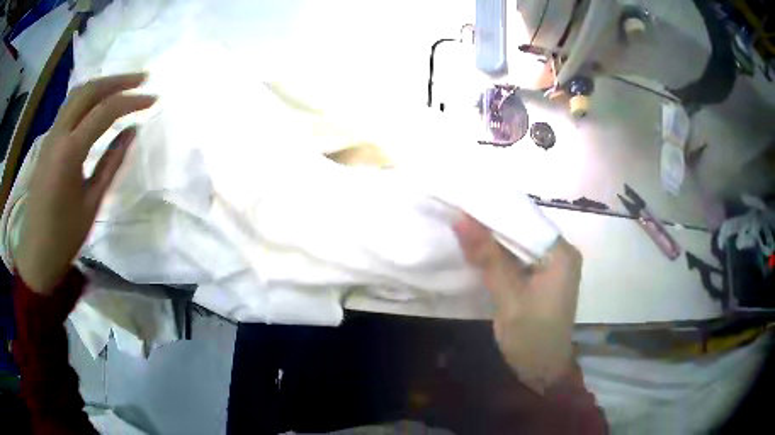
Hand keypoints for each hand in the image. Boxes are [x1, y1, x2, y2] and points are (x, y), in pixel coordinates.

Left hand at [15, 73, 155, 294]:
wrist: (36, 253)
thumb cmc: (64, 236)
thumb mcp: (92, 202)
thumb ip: (112, 162)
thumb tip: (131, 131)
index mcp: (69, 152)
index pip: (104, 111)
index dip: (132, 101)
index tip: (154, 99)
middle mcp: (58, 134)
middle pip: (89, 90)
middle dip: (118, 80)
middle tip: (143, 79)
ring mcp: (50, 136)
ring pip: (77, 94)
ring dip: (102, 84)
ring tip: (123, 86)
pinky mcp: (47, 142)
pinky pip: (68, 107)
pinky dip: (87, 97)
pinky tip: (98, 104)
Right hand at [453, 214, 581, 393]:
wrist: (542, 370)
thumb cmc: (530, 336)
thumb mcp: (508, 297)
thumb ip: (488, 257)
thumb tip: (461, 219)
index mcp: (562, 253)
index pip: (528, 220)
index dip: (496, 211)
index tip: (466, 203)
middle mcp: (561, 254)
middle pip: (524, 231)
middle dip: (494, 226)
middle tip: (461, 213)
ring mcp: (553, 267)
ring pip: (520, 245)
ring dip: (495, 241)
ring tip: (464, 226)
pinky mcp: (543, 279)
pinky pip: (520, 259)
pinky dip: (500, 256)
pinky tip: (479, 251)